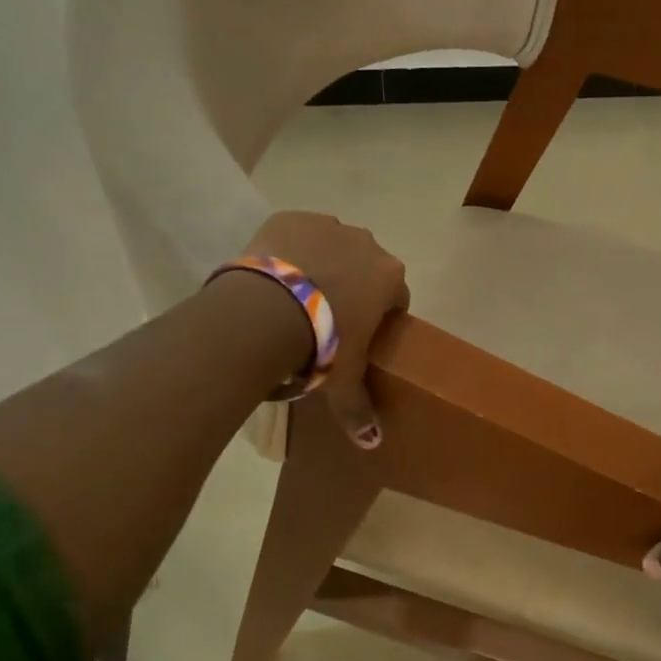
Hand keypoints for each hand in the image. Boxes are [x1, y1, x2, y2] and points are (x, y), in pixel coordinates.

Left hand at [244, 211, 409, 448]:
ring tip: (294, 297)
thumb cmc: (322, 344)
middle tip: (325, 319)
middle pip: (365, 267)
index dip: (379, 316)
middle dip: (351, 286)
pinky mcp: (290, 217)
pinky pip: (297, 233)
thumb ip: (359, 409)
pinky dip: (289, 250)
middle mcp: (367, 243)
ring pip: (332, 246)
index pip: (395, 296)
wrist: (265, 313)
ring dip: (321, 264)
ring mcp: (327, 224)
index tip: (359, 335)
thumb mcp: (343, 381)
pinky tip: (274, 276)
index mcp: (390, 277)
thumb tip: (372, 443)